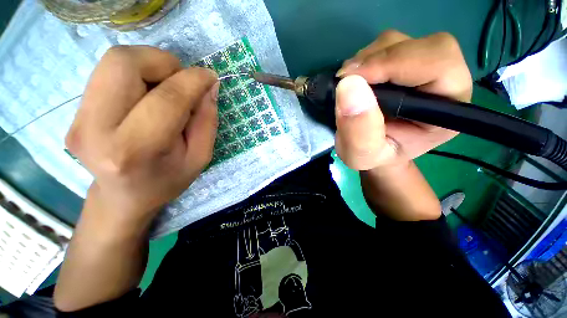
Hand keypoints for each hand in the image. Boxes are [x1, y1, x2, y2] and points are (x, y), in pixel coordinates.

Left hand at [66, 45, 218, 224]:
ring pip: (113, 61)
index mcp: (135, 150)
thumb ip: (207, 120)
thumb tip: (209, 85)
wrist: (124, 197)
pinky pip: (108, 72)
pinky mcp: (75, 112)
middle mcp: (95, 129)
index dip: (193, 81)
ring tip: (166, 87)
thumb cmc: (168, 180)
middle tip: (181, 81)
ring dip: (149, 64)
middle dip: (163, 62)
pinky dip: (136, 74)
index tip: (210, 77)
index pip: (166, 99)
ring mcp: (78, 118)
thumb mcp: (200, 157)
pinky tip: (148, 95)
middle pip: (124, 63)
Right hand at [334, 30, 472, 170]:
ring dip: (366, 60)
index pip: (438, 64)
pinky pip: (384, 47)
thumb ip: (358, 130)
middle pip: (420, 46)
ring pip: (399, 42)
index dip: (395, 64)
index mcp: (448, 108)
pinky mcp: (402, 64)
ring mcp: (422, 68)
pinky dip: (363, 60)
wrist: (375, 151)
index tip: (352, 79)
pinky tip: (354, 81)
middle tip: (345, 81)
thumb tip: (348, 86)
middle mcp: (443, 81)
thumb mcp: (362, 155)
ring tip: (348, 85)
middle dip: (377, 60)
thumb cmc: (374, 157)